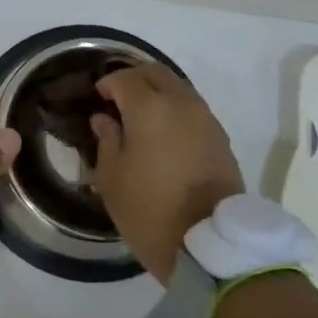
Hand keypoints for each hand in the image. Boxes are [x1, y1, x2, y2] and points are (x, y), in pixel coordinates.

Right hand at [90, 63, 243, 282]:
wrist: (210, 244)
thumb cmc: (149, 209)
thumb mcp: (112, 177)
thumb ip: (107, 139)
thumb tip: (105, 119)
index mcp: (149, 107)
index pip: (123, 78)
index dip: (107, 84)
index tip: (96, 98)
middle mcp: (180, 103)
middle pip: (155, 72)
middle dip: (134, 78)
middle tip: (117, 97)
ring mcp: (205, 118)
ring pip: (178, 87)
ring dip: (157, 92)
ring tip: (141, 115)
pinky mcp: (220, 137)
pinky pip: (192, 108)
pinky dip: (175, 109)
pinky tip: (164, 131)